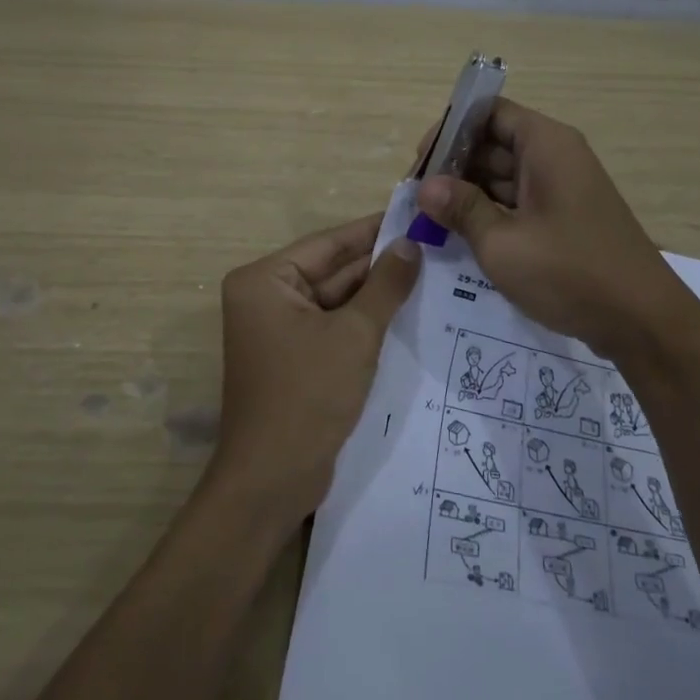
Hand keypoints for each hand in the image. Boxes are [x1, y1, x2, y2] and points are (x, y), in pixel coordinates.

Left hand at [211, 215, 421, 523]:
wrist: (272, 482)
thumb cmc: (308, 396)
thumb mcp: (355, 334)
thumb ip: (385, 285)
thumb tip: (411, 243)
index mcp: (265, 280)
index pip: (329, 243)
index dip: (374, 230)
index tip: (417, 216)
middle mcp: (266, 297)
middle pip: (332, 270)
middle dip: (380, 264)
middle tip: (434, 247)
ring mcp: (278, 329)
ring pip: (336, 299)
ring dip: (377, 293)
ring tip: (432, 273)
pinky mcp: (294, 357)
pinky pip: (334, 326)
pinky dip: (365, 321)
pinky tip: (408, 311)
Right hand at [416, 99, 693, 359]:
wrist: (643, 323)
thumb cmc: (570, 273)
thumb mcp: (503, 243)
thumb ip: (461, 209)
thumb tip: (425, 187)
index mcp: (545, 144)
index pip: (488, 112)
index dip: (451, 130)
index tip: (420, 163)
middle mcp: (555, 156)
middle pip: (493, 143)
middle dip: (453, 167)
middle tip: (416, 199)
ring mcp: (562, 188)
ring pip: (503, 175)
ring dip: (468, 193)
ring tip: (430, 220)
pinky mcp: (564, 217)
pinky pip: (518, 201)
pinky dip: (490, 213)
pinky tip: (461, 236)